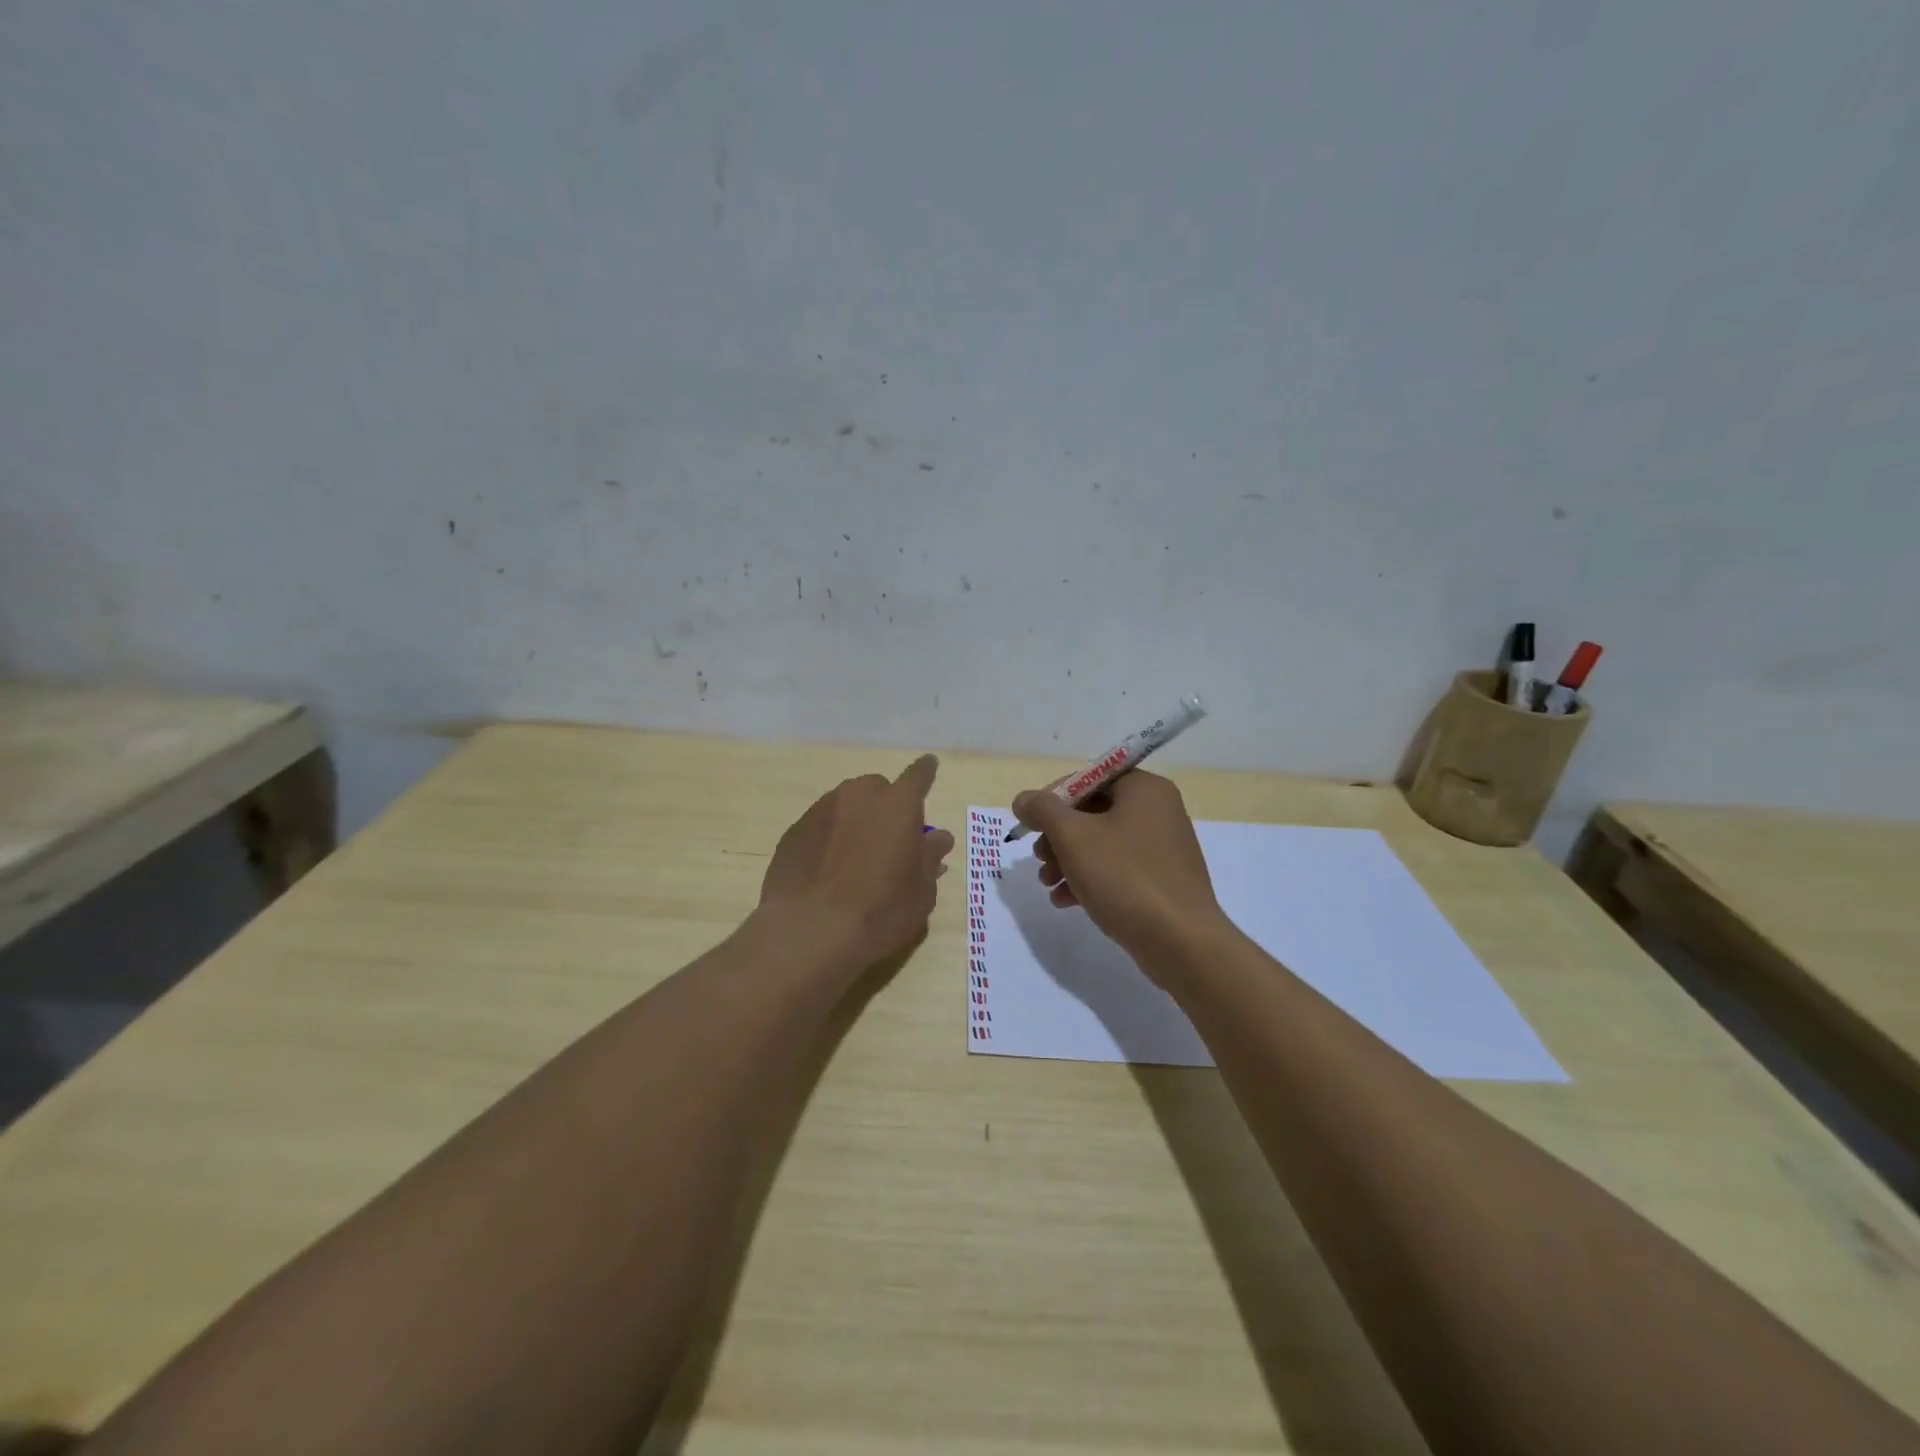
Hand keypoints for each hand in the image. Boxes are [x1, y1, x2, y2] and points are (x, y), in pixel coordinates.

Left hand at [759, 755, 954, 971]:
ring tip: (856, 859)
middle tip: (889, 841)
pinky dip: (829, 838)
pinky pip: (821, 826)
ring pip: (846, 805)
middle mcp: (858, 796)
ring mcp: (821, 810)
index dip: (926, 772)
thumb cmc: (879, 911)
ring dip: (855, 821)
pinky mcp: (794, 831)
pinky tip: (827, 870)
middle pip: (878, 790)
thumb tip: (937, 837)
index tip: (929, 765)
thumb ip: (930, 857)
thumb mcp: (920, 892)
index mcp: (897, 804)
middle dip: (886, 807)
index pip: (918, 776)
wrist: (809, 932)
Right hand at [1012, 771, 1227, 973]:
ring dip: (1068, 860)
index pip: (1089, 779)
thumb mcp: (1073, 837)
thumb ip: (1043, 810)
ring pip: (1102, 843)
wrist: (1181, 942)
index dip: (1054, 799)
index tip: (1031, 825)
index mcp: (1144, 789)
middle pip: (1093, 812)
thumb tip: (1024, 799)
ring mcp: (1163, 848)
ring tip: (1047, 884)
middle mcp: (1158, 811)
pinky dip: (1090, 879)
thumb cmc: (1125, 878)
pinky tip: (1066, 902)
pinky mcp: (1162, 880)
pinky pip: (1118, 869)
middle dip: (1058, 836)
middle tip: (1039, 859)